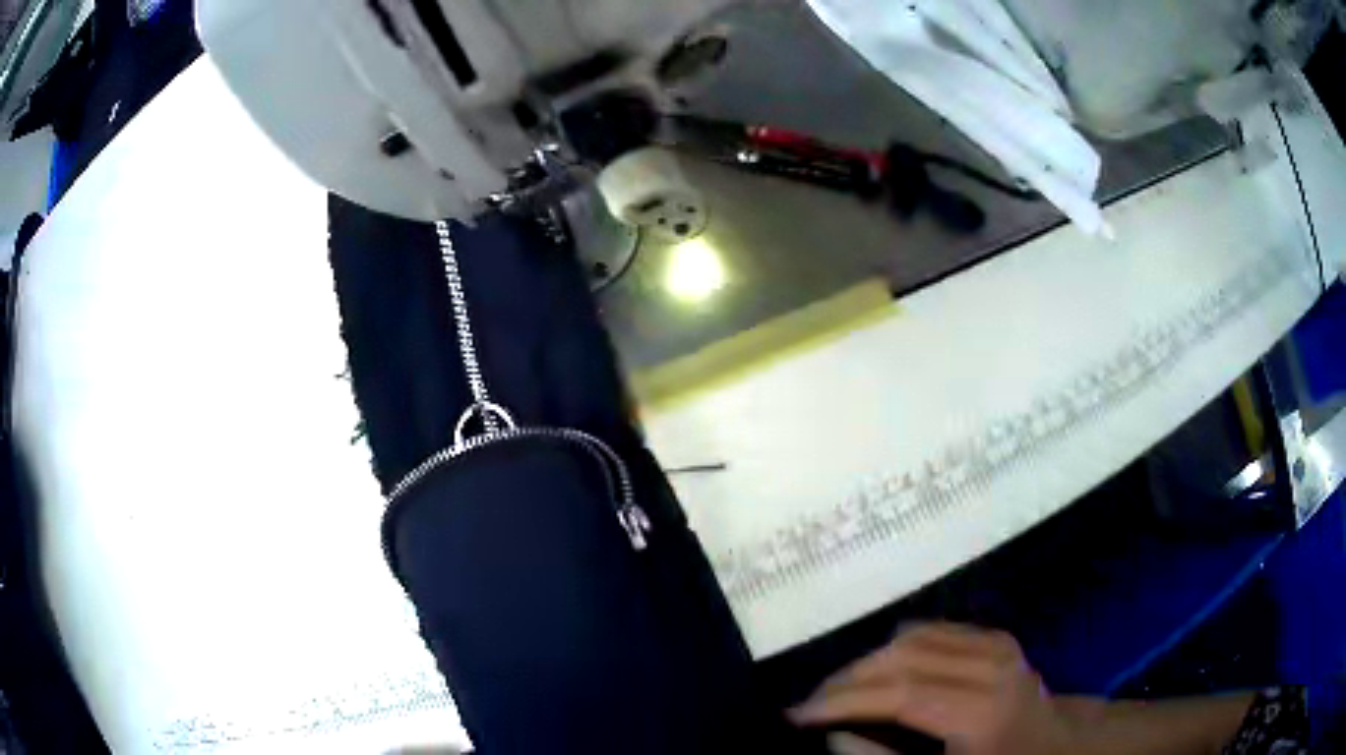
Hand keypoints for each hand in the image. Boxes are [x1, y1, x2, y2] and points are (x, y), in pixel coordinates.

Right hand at [790, 623, 1079, 754]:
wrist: (1058, 746)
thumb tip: (835, 736)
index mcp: (983, 710)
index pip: (900, 694)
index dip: (843, 702)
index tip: (796, 714)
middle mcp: (992, 666)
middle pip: (903, 657)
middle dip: (848, 679)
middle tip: (809, 703)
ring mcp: (998, 644)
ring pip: (914, 637)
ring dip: (867, 660)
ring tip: (837, 688)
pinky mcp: (997, 636)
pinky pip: (935, 630)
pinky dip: (897, 646)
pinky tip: (878, 669)